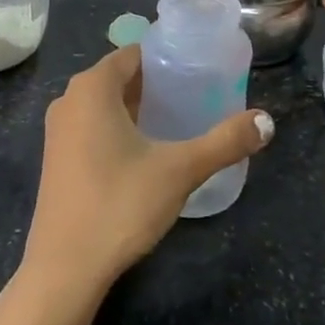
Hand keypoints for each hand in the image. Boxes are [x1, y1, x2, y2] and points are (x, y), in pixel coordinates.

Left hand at [21, 46, 272, 295]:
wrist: (64, 270)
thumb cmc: (119, 205)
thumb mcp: (180, 170)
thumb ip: (224, 142)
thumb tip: (268, 121)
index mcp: (92, 87)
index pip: (134, 54)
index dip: (166, 58)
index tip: (198, 69)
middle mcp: (69, 99)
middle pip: (119, 77)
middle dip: (156, 84)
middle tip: (196, 95)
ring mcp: (58, 131)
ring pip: (105, 104)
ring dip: (137, 108)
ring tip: (177, 121)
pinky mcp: (57, 159)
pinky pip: (92, 126)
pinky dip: (118, 128)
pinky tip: (146, 153)